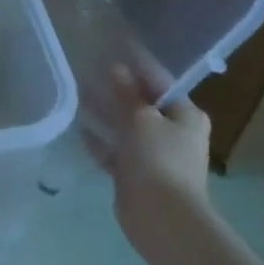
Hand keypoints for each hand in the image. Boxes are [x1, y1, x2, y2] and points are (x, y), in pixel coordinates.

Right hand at [86, 63, 213, 264]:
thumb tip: (116, 68)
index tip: (113, 45)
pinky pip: (114, 150)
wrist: (162, 219)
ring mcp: (153, 154)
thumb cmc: (159, 160)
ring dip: (105, 111)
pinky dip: (100, 140)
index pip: (159, 80)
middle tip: (88, 67)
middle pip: (140, 102)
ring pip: (125, 125)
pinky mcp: (135, 174)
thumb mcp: (142, 119)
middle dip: (116, 87)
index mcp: (185, 115)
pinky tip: (80, 129)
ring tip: (78, 92)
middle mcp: (172, 132)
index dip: (136, 63)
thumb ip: (127, 94)